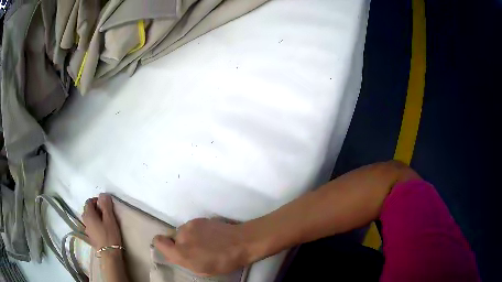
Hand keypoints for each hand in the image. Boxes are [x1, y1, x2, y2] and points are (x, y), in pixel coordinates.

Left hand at [82, 194, 122, 251]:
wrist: (109, 254)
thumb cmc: (110, 235)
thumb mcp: (110, 219)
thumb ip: (106, 206)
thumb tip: (103, 194)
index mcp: (88, 214)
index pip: (89, 201)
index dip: (96, 200)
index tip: (105, 204)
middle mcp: (85, 220)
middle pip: (88, 209)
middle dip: (95, 208)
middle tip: (106, 212)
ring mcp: (87, 229)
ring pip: (89, 218)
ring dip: (95, 216)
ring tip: (104, 220)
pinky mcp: (90, 236)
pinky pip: (91, 225)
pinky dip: (95, 223)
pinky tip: (102, 228)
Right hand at [154, 218, 250, 275]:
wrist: (241, 242)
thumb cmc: (223, 261)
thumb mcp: (202, 269)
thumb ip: (183, 261)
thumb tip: (172, 255)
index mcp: (181, 252)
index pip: (158, 241)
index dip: (162, 244)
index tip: (171, 249)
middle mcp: (181, 236)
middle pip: (173, 238)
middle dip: (181, 243)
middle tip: (196, 249)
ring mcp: (190, 225)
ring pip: (183, 231)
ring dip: (190, 237)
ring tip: (206, 242)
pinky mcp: (199, 219)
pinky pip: (192, 226)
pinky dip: (197, 231)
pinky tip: (211, 236)